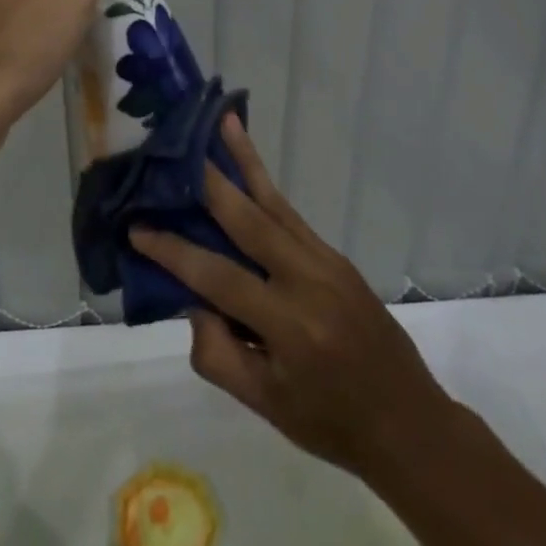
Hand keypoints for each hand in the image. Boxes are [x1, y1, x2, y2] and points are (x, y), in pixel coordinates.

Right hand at [130, 113, 457, 480]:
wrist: (408, 422)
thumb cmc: (330, 423)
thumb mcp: (265, 405)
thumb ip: (218, 354)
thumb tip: (192, 300)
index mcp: (289, 326)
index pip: (218, 277)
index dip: (174, 252)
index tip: (137, 228)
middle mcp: (308, 281)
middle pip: (249, 220)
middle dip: (209, 183)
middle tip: (177, 151)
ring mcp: (327, 261)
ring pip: (274, 203)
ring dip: (245, 162)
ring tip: (222, 123)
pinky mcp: (335, 255)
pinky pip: (290, 215)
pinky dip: (265, 187)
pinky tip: (247, 165)